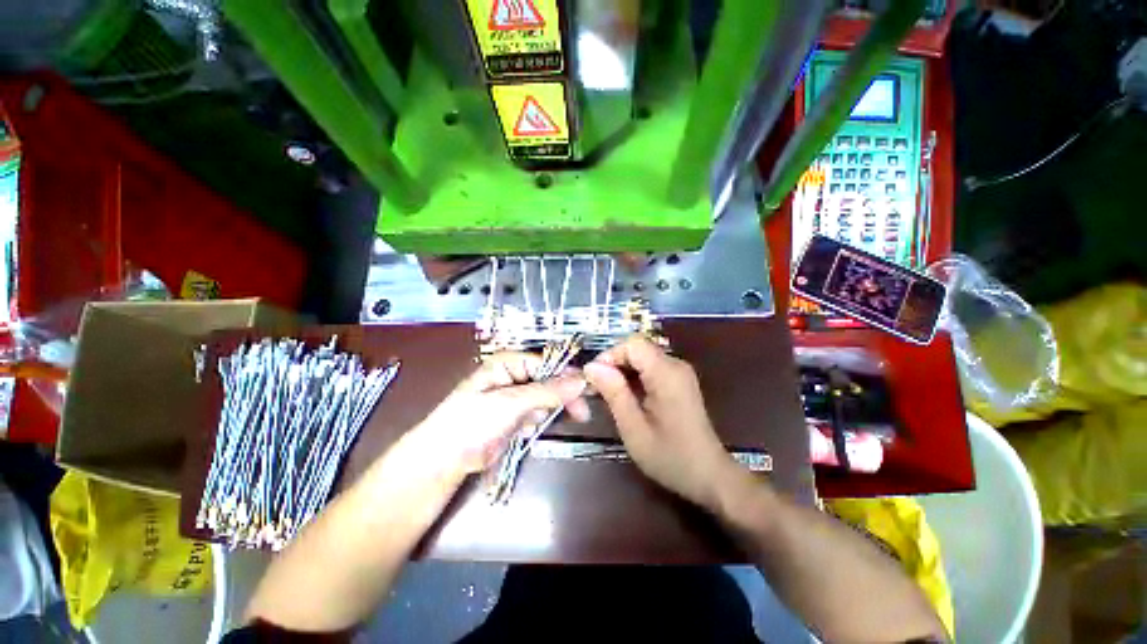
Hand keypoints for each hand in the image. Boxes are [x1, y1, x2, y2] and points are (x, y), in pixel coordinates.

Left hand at [390, 353, 589, 487]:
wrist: (445, 458)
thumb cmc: (472, 422)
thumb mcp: (511, 402)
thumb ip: (547, 391)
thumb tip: (580, 380)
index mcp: (509, 363)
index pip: (547, 363)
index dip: (568, 376)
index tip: (587, 390)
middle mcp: (513, 375)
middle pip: (549, 380)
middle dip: (562, 396)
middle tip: (581, 413)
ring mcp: (514, 396)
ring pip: (546, 398)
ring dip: (550, 410)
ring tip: (541, 422)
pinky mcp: (515, 415)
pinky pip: (537, 413)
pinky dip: (538, 421)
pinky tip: (527, 429)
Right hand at [584, 336, 737, 508]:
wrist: (708, 475)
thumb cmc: (670, 457)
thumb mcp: (634, 428)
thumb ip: (613, 392)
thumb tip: (591, 366)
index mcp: (666, 374)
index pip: (632, 344)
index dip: (610, 355)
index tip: (594, 378)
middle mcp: (675, 365)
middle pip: (637, 349)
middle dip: (613, 365)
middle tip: (596, 390)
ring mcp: (679, 372)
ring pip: (641, 358)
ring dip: (622, 372)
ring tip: (608, 396)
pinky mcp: (679, 380)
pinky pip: (650, 368)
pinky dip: (634, 378)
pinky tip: (626, 398)